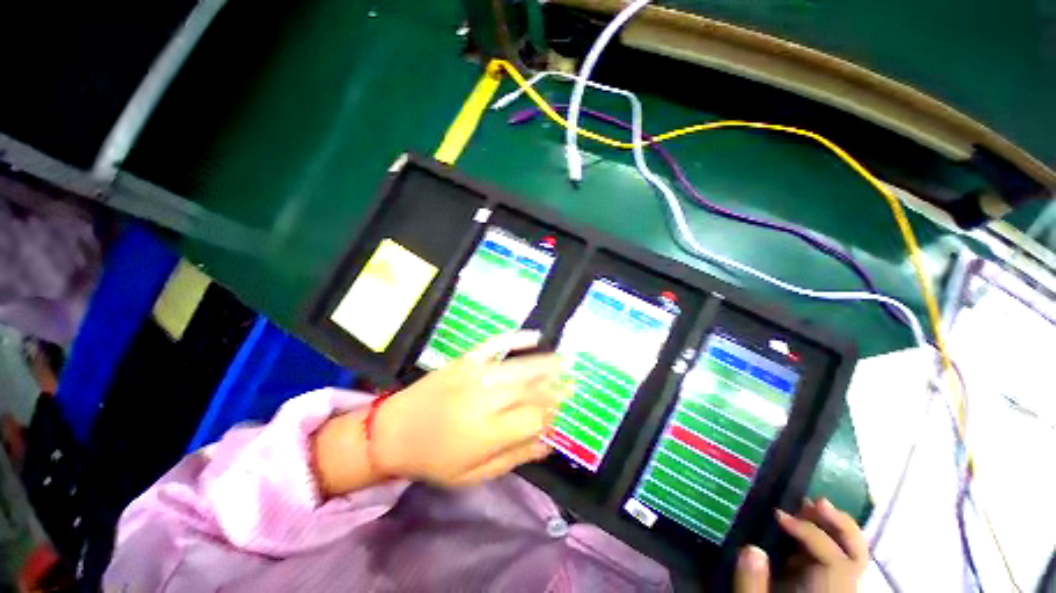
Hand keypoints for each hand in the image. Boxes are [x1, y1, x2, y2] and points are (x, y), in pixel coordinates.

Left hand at [370, 331, 567, 487]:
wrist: (391, 432)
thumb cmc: (433, 459)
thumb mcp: (473, 474)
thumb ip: (514, 457)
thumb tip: (548, 444)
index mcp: (487, 433)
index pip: (533, 419)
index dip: (551, 415)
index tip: (560, 412)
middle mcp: (484, 400)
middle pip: (530, 390)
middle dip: (554, 386)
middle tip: (572, 382)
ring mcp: (474, 375)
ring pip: (519, 367)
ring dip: (545, 363)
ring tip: (565, 360)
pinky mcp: (465, 360)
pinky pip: (495, 344)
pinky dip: (516, 338)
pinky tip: (534, 336)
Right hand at [736, 499, 867, 592]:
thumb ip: (753, 584)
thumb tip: (752, 547)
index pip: (835, 561)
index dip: (811, 534)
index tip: (777, 515)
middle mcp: (838, 591)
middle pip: (859, 556)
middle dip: (841, 526)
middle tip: (815, 502)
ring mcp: (835, 589)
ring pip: (853, 555)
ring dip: (835, 527)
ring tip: (812, 505)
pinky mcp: (826, 587)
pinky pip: (836, 558)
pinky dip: (826, 537)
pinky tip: (805, 526)